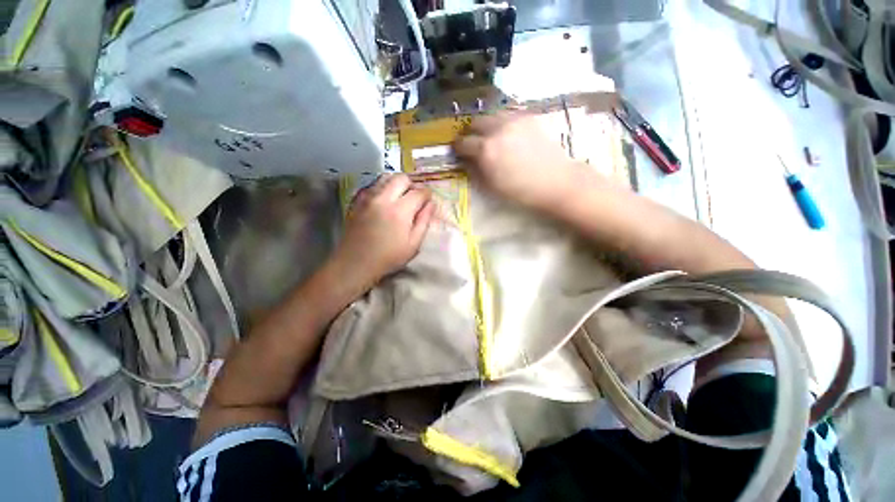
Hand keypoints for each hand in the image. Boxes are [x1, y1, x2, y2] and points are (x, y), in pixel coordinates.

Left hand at [330, 174, 435, 289]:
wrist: (355, 263)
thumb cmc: (388, 257)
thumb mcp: (413, 244)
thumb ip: (424, 222)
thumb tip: (431, 204)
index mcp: (400, 211)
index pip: (419, 192)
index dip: (427, 195)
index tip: (428, 201)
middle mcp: (383, 198)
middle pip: (401, 178)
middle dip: (412, 185)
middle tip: (414, 198)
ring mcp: (368, 198)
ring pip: (385, 178)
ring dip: (396, 184)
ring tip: (399, 197)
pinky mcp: (357, 201)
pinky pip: (372, 186)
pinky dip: (382, 188)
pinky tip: (384, 201)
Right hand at [454, 112, 581, 207]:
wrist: (555, 181)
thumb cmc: (520, 190)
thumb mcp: (491, 186)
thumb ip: (475, 169)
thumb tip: (467, 159)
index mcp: (486, 149)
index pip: (463, 142)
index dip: (458, 148)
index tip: (458, 152)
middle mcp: (497, 129)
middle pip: (475, 123)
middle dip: (470, 132)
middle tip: (472, 142)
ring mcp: (514, 120)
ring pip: (491, 115)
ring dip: (485, 125)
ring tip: (489, 136)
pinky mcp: (528, 117)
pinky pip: (507, 115)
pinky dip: (501, 123)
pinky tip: (506, 134)